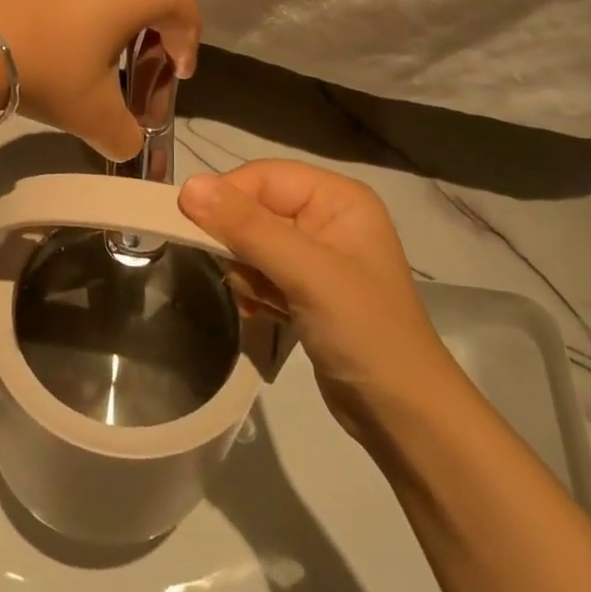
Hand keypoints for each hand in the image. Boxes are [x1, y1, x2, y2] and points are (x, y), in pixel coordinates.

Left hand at [0, 0, 200, 161]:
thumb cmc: (46, 69)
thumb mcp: (93, 115)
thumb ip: (125, 135)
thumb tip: (128, 145)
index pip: (186, 15)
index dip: (187, 48)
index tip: (175, 75)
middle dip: (149, 27)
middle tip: (134, 62)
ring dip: (110, 5)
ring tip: (89, 39)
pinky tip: (48, 20)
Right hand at [178, 161, 454, 443]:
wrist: (402, 415)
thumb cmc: (363, 330)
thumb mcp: (305, 272)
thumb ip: (247, 226)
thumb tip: (188, 185)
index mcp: (338, 198)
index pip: (263, 176)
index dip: (227, 197)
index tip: (191, 226)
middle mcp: (327, 217)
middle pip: (254, 208)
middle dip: (240, 244)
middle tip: (245, 277)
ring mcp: (316, 255)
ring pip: (250, 242)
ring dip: (247, 273)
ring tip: (265, 302)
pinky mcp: (305, 288)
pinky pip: (259, 272)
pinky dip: (254, 292)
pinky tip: (267, 315)